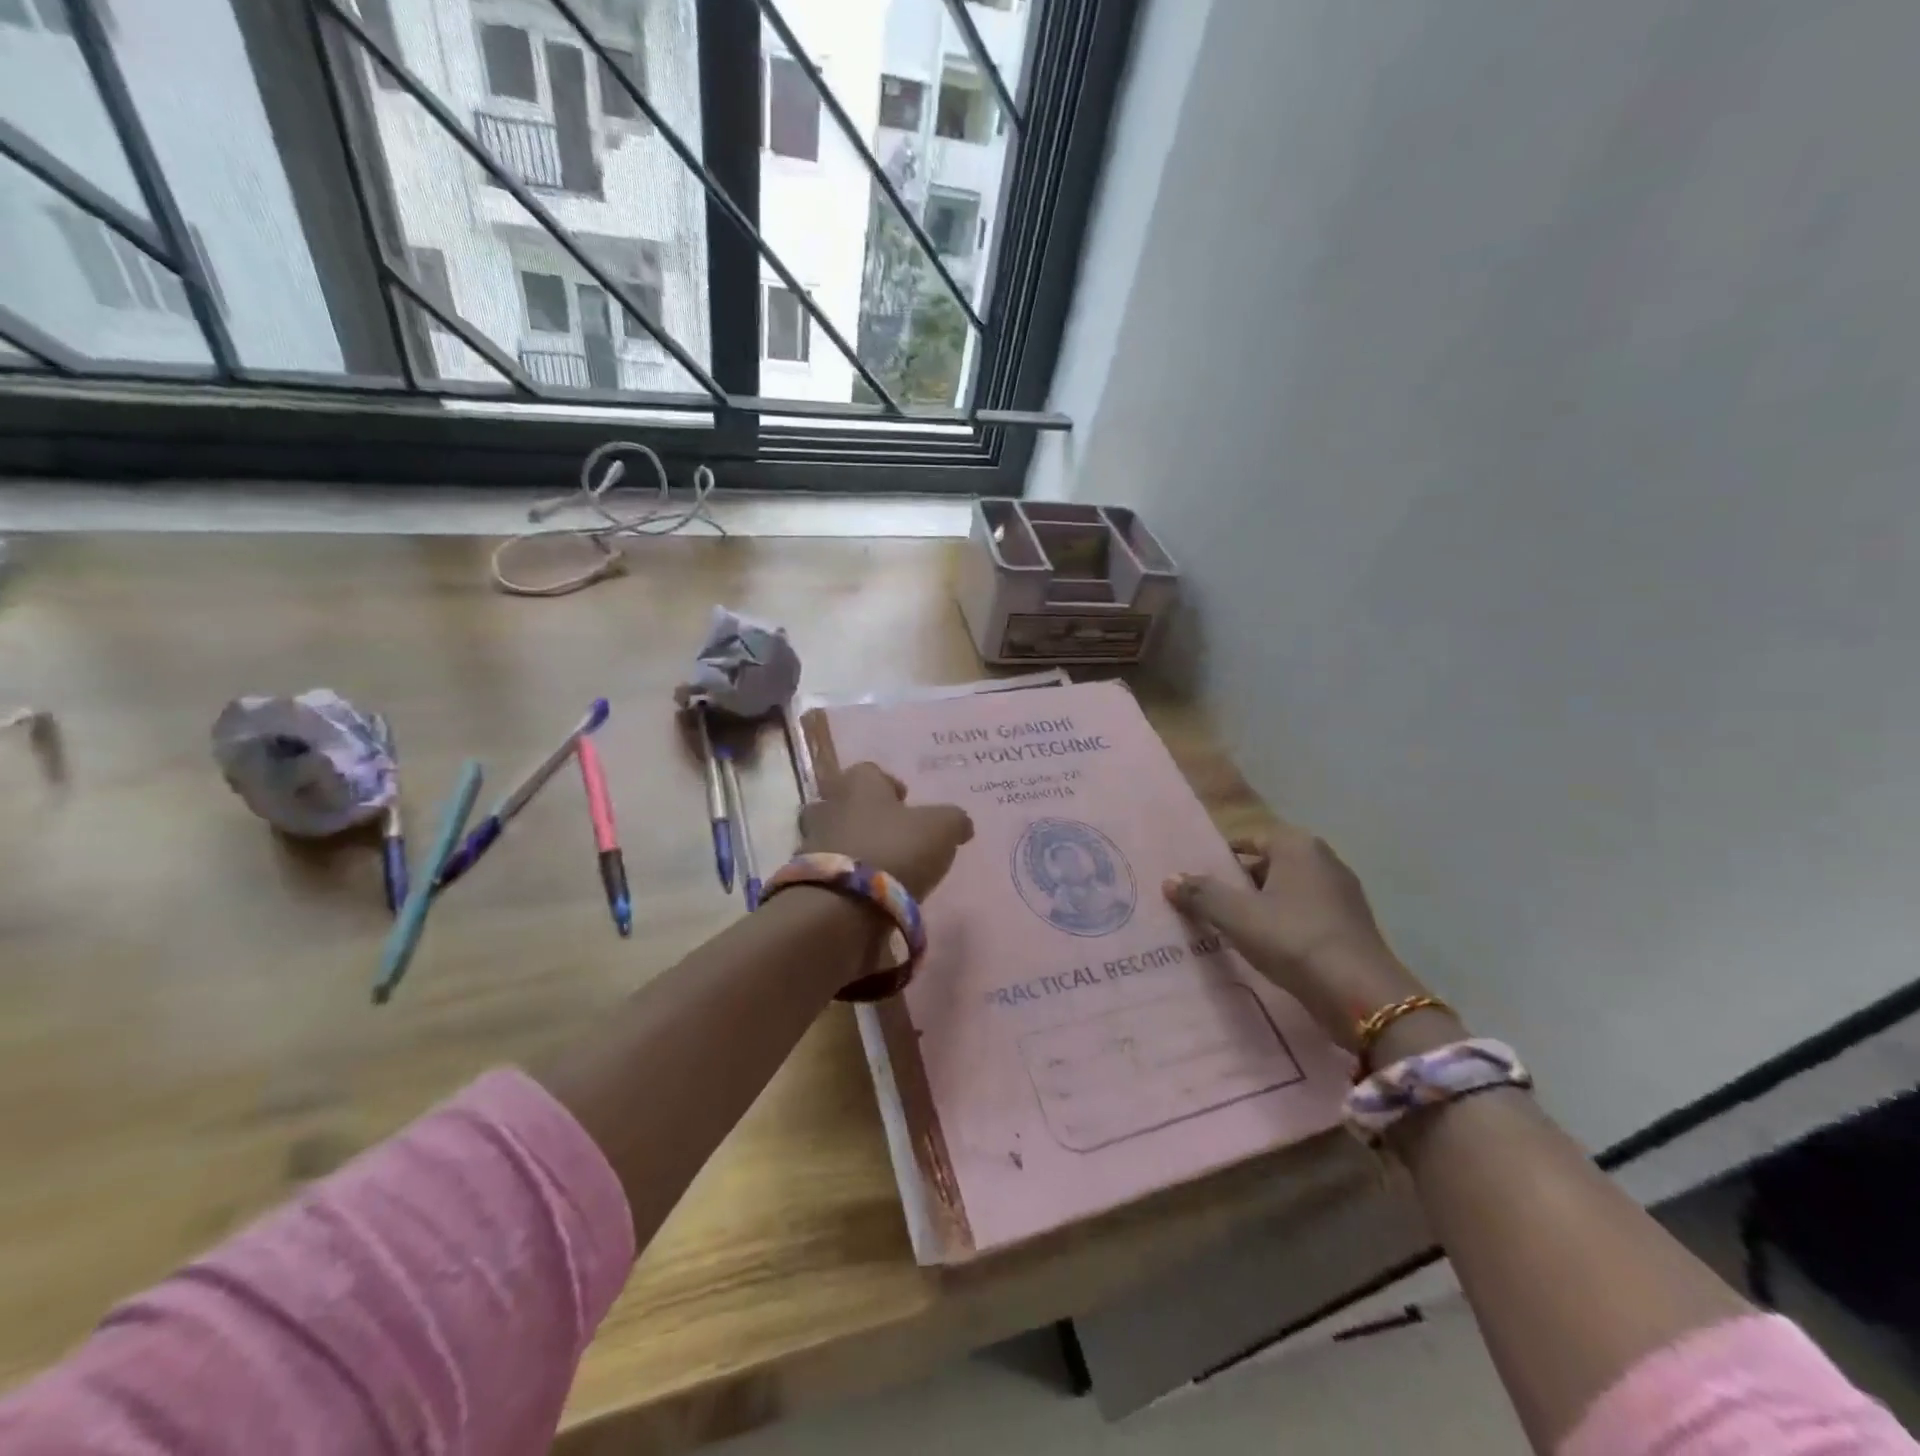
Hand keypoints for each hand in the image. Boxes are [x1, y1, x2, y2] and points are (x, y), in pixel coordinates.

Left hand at [800, 762, 974, 900]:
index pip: (871, 771)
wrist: (842, 906)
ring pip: (833, 835)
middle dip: (866, 815)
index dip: (889, 785)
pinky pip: (828, 870)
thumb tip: (960, 824)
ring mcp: (810, 841)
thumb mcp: (941, 829)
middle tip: (892, 835)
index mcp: (858, 783)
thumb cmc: (895, 850)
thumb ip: (954, 820)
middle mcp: (828, 804)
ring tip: (880, 868)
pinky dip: (844, 877)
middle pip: (845, 801)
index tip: (906, 804)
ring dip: (852, 847)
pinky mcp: (803, 878)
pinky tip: (864, 892)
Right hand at [1165, 824, 1431, 1052]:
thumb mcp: (1238, 916)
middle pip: (1266, 864)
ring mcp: (1341, 893)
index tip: (1196, 882)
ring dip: (1260, 906)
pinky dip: (1283, 924)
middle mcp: (1323, 859)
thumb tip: (1170, 879)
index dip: (1219, 859)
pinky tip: (1266, 948)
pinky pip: (1304, 914)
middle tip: (1207, 907)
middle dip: (1238, 884)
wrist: (1362, 995)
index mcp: (1297, 845)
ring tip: (1230, 929)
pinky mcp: (1350, 924)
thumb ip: (1202, 894)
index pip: (1247, 839)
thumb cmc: (1294, 940)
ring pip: (1285, 891)